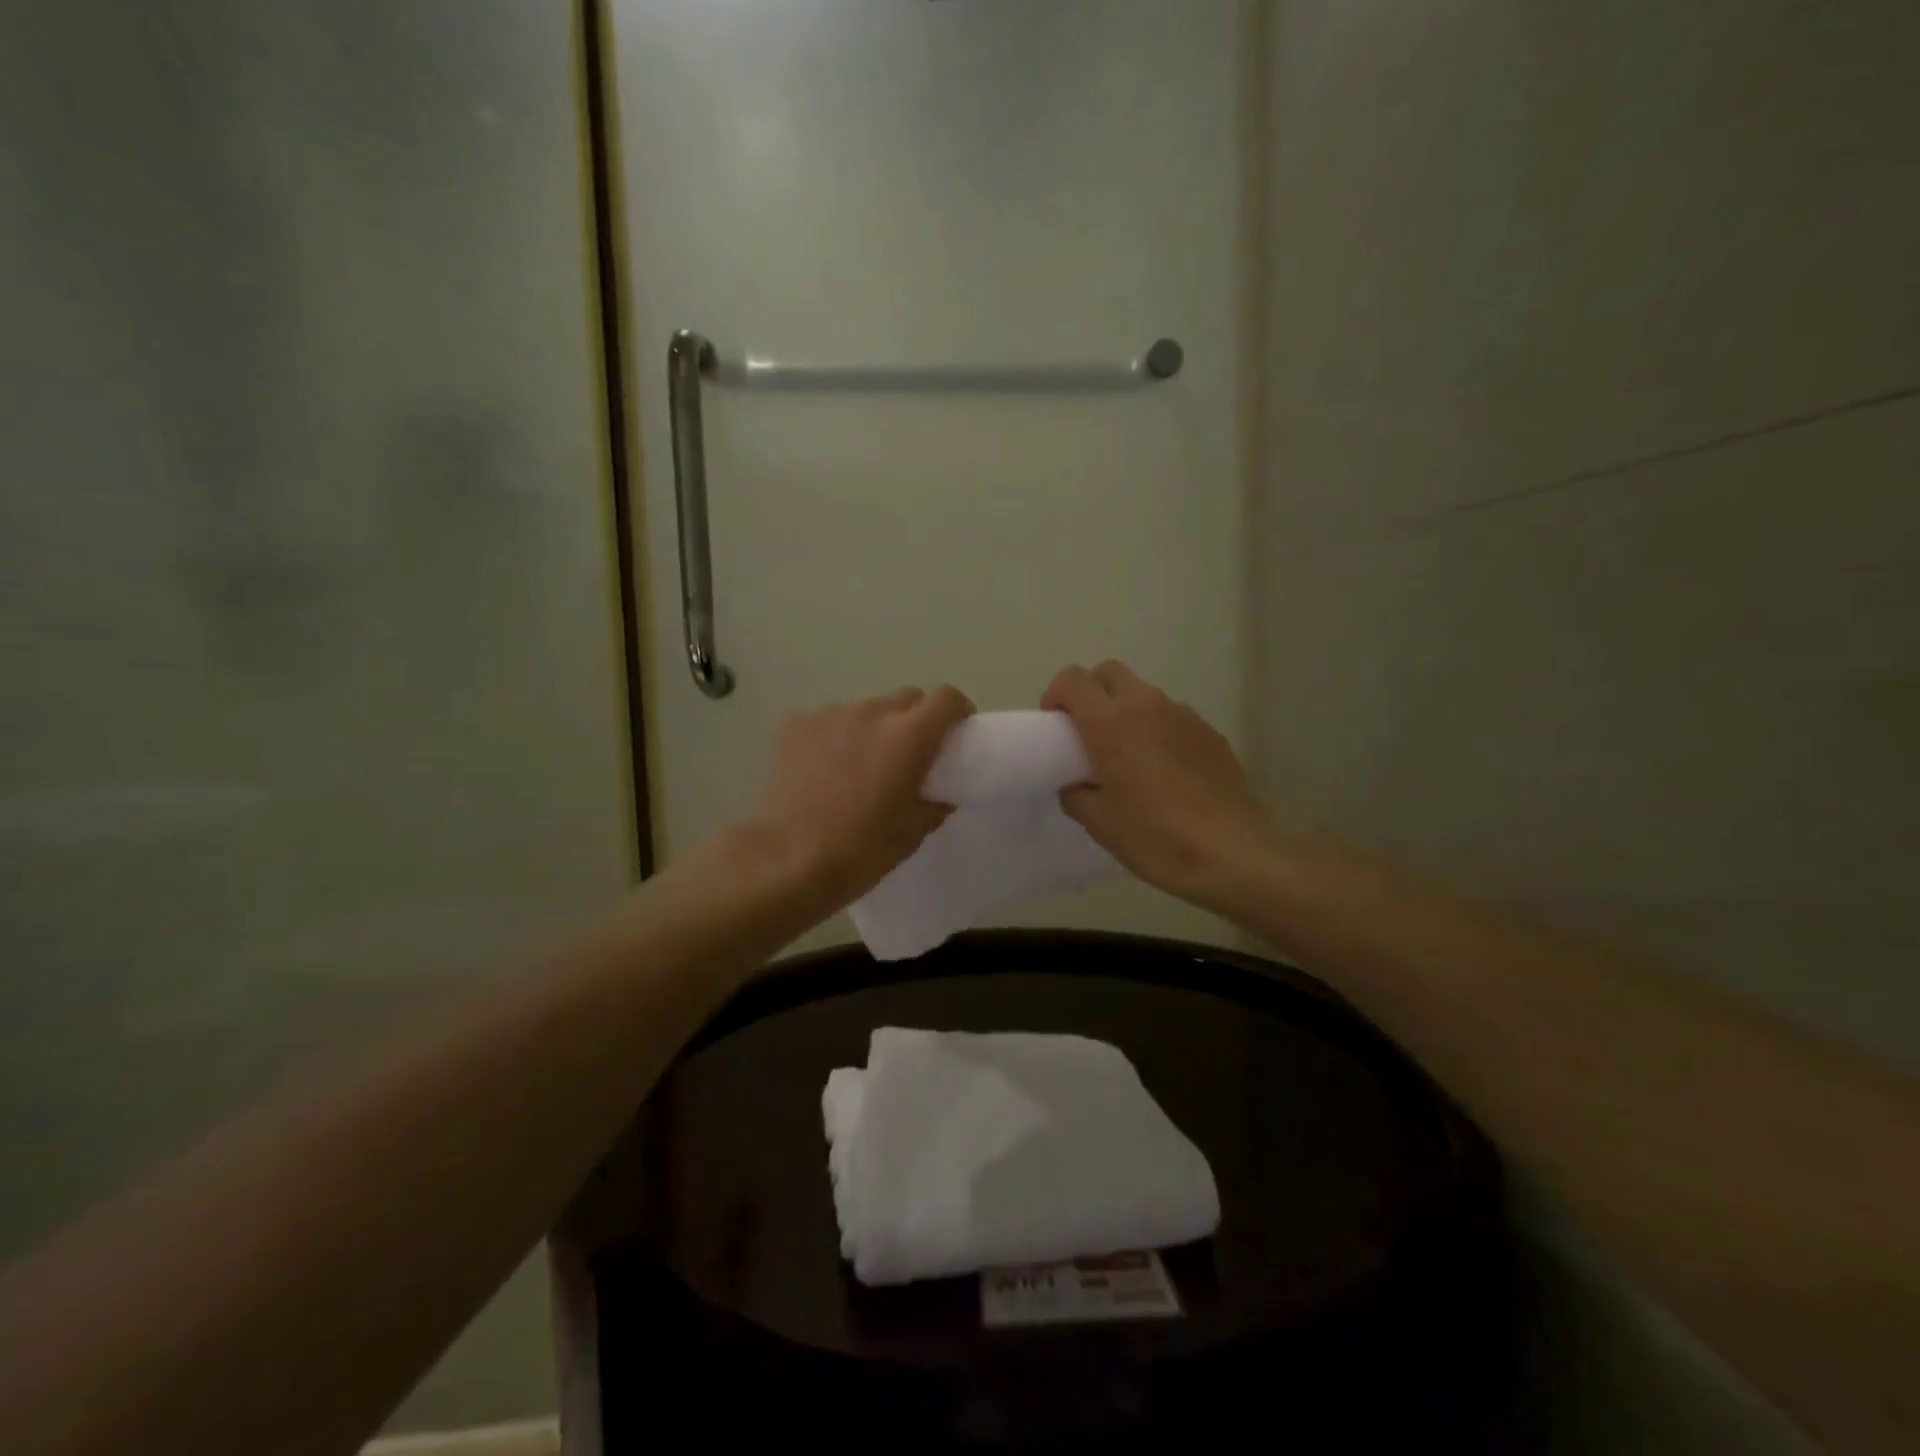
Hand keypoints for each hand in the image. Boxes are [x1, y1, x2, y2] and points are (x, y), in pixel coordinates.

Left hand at [750, 685, 973, 908]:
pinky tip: (821, 770)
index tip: (955, 732)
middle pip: (905, 699)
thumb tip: (941, 794)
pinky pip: (827, 721)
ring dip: (871, 729)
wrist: (787, 860)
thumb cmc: (861, 850)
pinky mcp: (794, 723)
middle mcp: (872, 712)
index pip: (947, 698)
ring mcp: (830, 714)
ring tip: (857, 767)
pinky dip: (833, 737)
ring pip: (864, 710)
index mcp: (909, 736)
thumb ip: (935, 803)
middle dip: (914, 720)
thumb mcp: (912, 833)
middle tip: (906, 756)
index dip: (956, 711)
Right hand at [1043, 662, 1277, 912]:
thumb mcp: (1099, 823)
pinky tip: (1165, 772)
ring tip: (1129, 756)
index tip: (1056, 727)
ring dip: (1127, 712)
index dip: (1057, 696)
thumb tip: (1077, 783)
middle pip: (1110, 673)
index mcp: (1110, 723)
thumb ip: (1076, 793)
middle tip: (1088, 733)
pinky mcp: (1211, 733)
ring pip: (1144, 694)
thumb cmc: (1155, 836)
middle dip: (1092, 693)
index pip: (1073, 679)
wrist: (1231, 854)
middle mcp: (1147, 706)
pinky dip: (1159, 730)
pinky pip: (1173, 717)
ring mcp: (1184, 716)